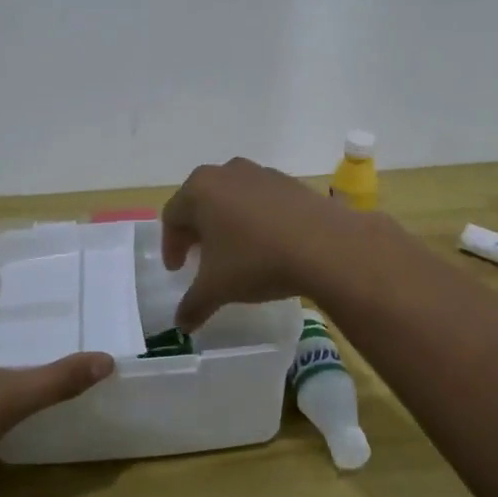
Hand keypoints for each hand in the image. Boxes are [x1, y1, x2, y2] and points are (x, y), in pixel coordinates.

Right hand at [160, 157, 362, 330]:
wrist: (326, 245)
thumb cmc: (256, 260)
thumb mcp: (217, 289)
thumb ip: (193, 305)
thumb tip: (181, 325)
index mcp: (199, 189)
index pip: (172, 217)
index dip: (171, 247)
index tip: (178, 271)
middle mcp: (227, 172)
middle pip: (201, 202)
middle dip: (198, 231)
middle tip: (200, 258)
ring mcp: (262, 173)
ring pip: (233, 198)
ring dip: (228, 223)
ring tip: (235, 251)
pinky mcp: (291, 183)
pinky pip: (263, 201)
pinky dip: (257, 219)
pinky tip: (268, 244)